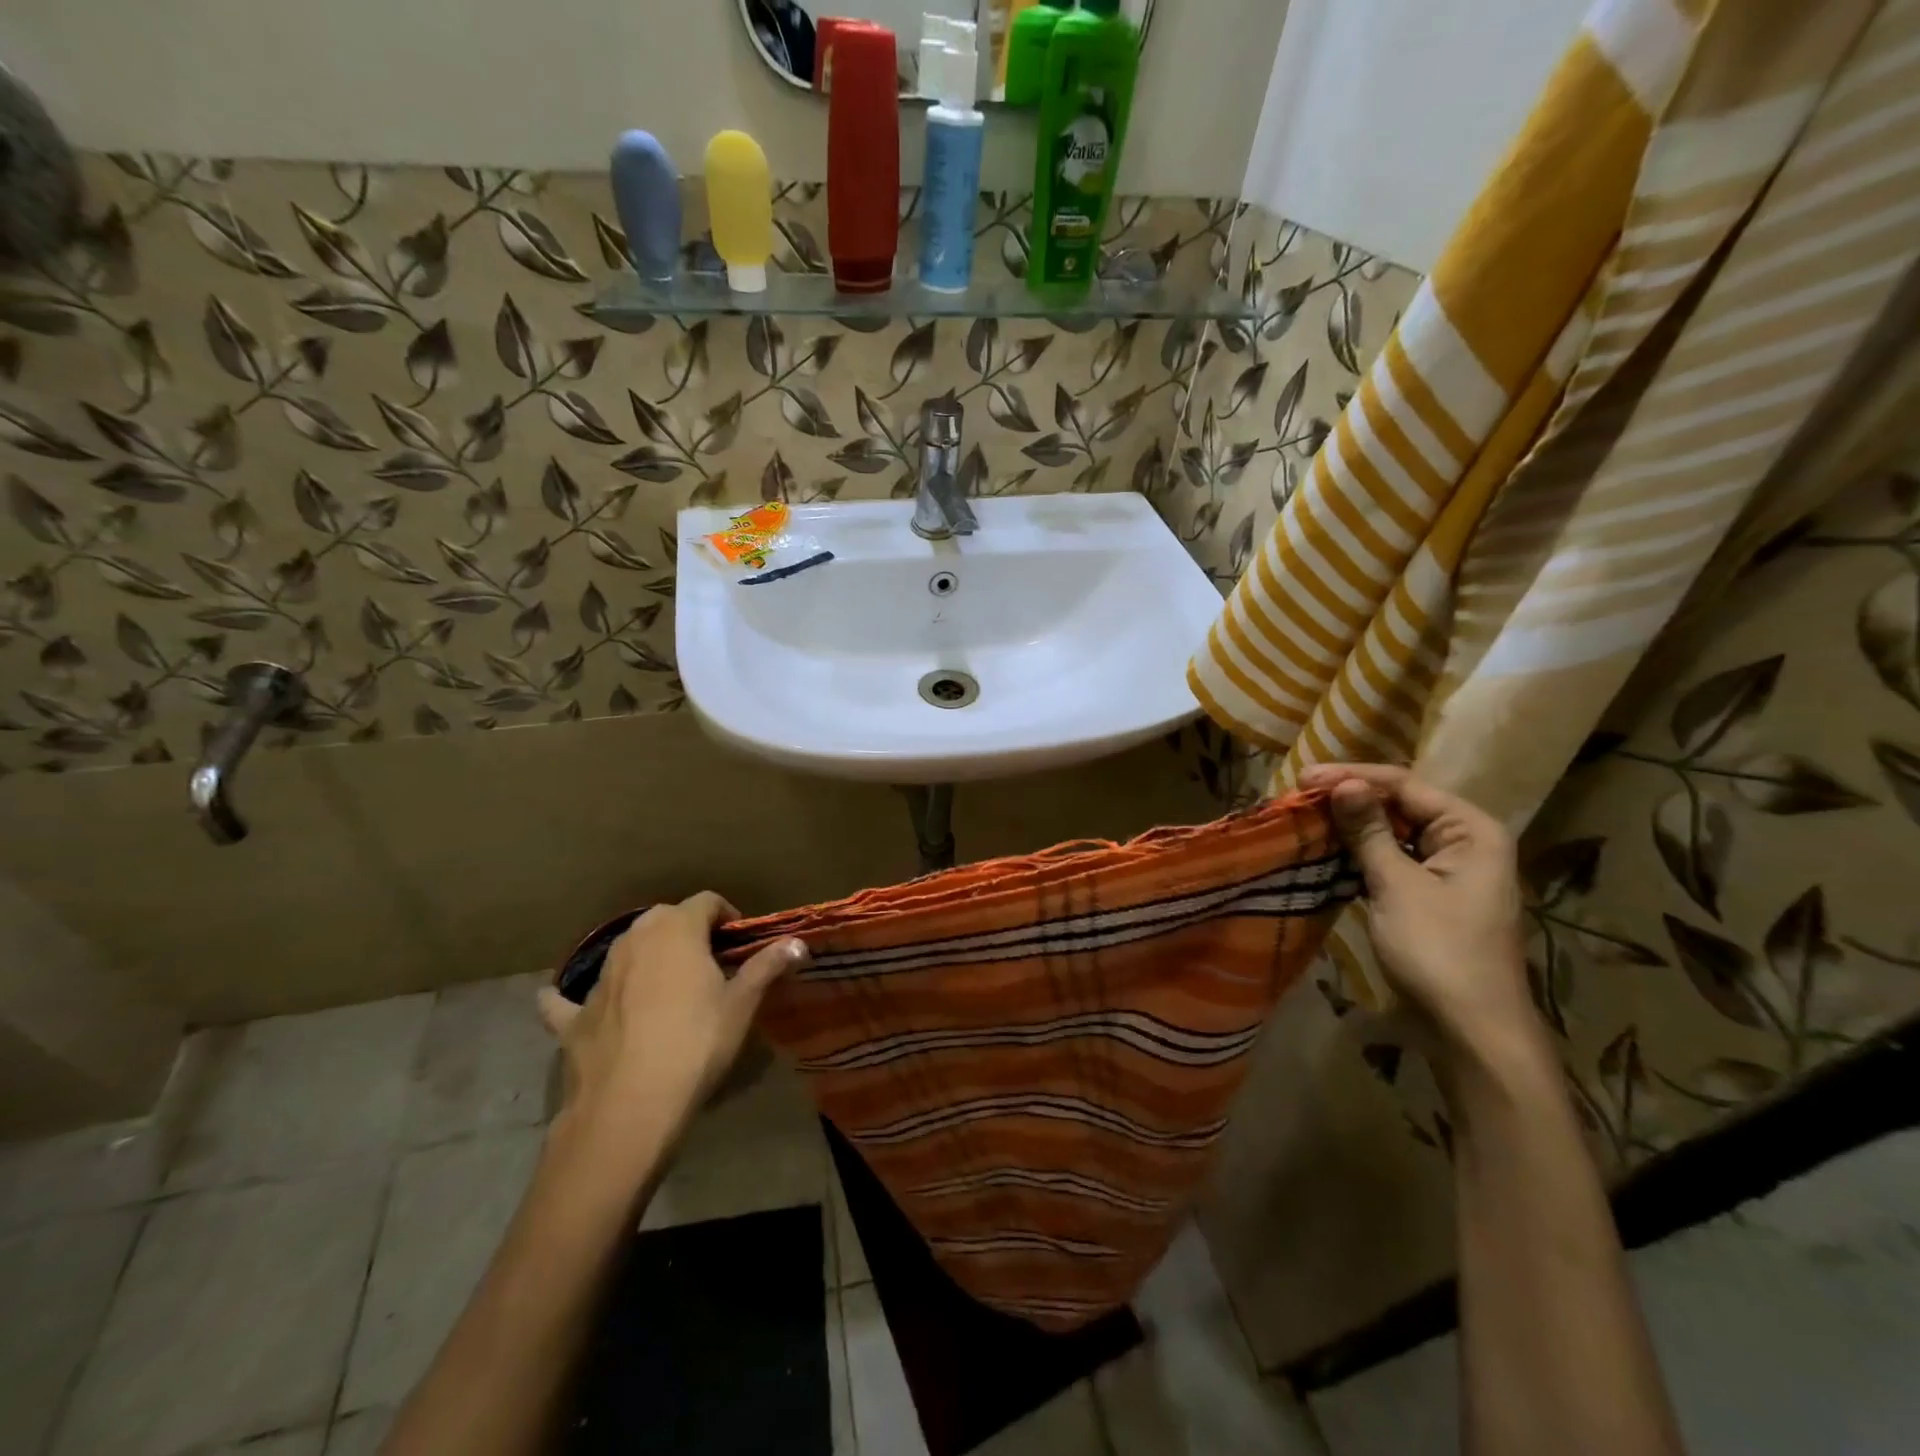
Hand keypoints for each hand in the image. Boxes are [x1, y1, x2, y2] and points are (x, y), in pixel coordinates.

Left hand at [537, 893, 807, 1144]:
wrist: (628, 1109)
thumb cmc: (696, 1045)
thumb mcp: (741, 1005)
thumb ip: (767, 967)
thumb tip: (798, 942)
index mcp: (676, 929)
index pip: (707, 902)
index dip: (727, 916)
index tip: (741, 944)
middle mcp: (634, 940)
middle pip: (665, 919)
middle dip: (689, 933)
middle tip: (711, 965)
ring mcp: (598, 977)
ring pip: (626, 950)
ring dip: (647, 958)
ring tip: (668, 988)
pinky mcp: (573, 1017)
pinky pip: (569, 999)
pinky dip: (575, 999)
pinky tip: (568, 1003)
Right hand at [1299, 764, 1540, 1072]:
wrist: (1470, 1031)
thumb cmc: (1438, 951)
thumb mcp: (1397, 886)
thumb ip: (1368, 831)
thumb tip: (1343, 784)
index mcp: (1471, 831)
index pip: (1405, 785)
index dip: (1353, 778)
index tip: (1303, 778)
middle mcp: (1464, 843)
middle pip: (1400, 805)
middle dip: (1351, 799)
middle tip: (1299, 796)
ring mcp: (1447, 872)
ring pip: (1392, 834)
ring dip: (1351, 827)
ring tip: (1306, 818)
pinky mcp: (1429, 898)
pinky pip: (1390, 861)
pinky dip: (1359, 854)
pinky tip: (1326, 851)